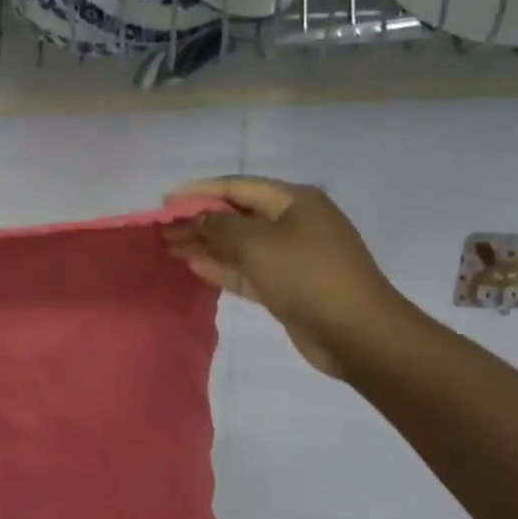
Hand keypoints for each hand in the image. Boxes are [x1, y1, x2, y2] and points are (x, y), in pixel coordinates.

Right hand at [163, 177, 406, 378]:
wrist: (355, 331)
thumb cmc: (306, 275)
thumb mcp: (258, 244)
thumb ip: (220, 227)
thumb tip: (197, 218)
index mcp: (294, 201)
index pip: (237, 187)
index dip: (199, 191)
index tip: (165, 201)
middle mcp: (294, 222)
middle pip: (237, 216)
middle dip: (199, 220)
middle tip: (162, 229)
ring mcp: (292, 256)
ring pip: (239, 245)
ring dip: (206, 245)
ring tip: (170, 246)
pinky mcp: (287, 285)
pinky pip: (247, 270)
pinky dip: (222, 267)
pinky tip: (194, 266)